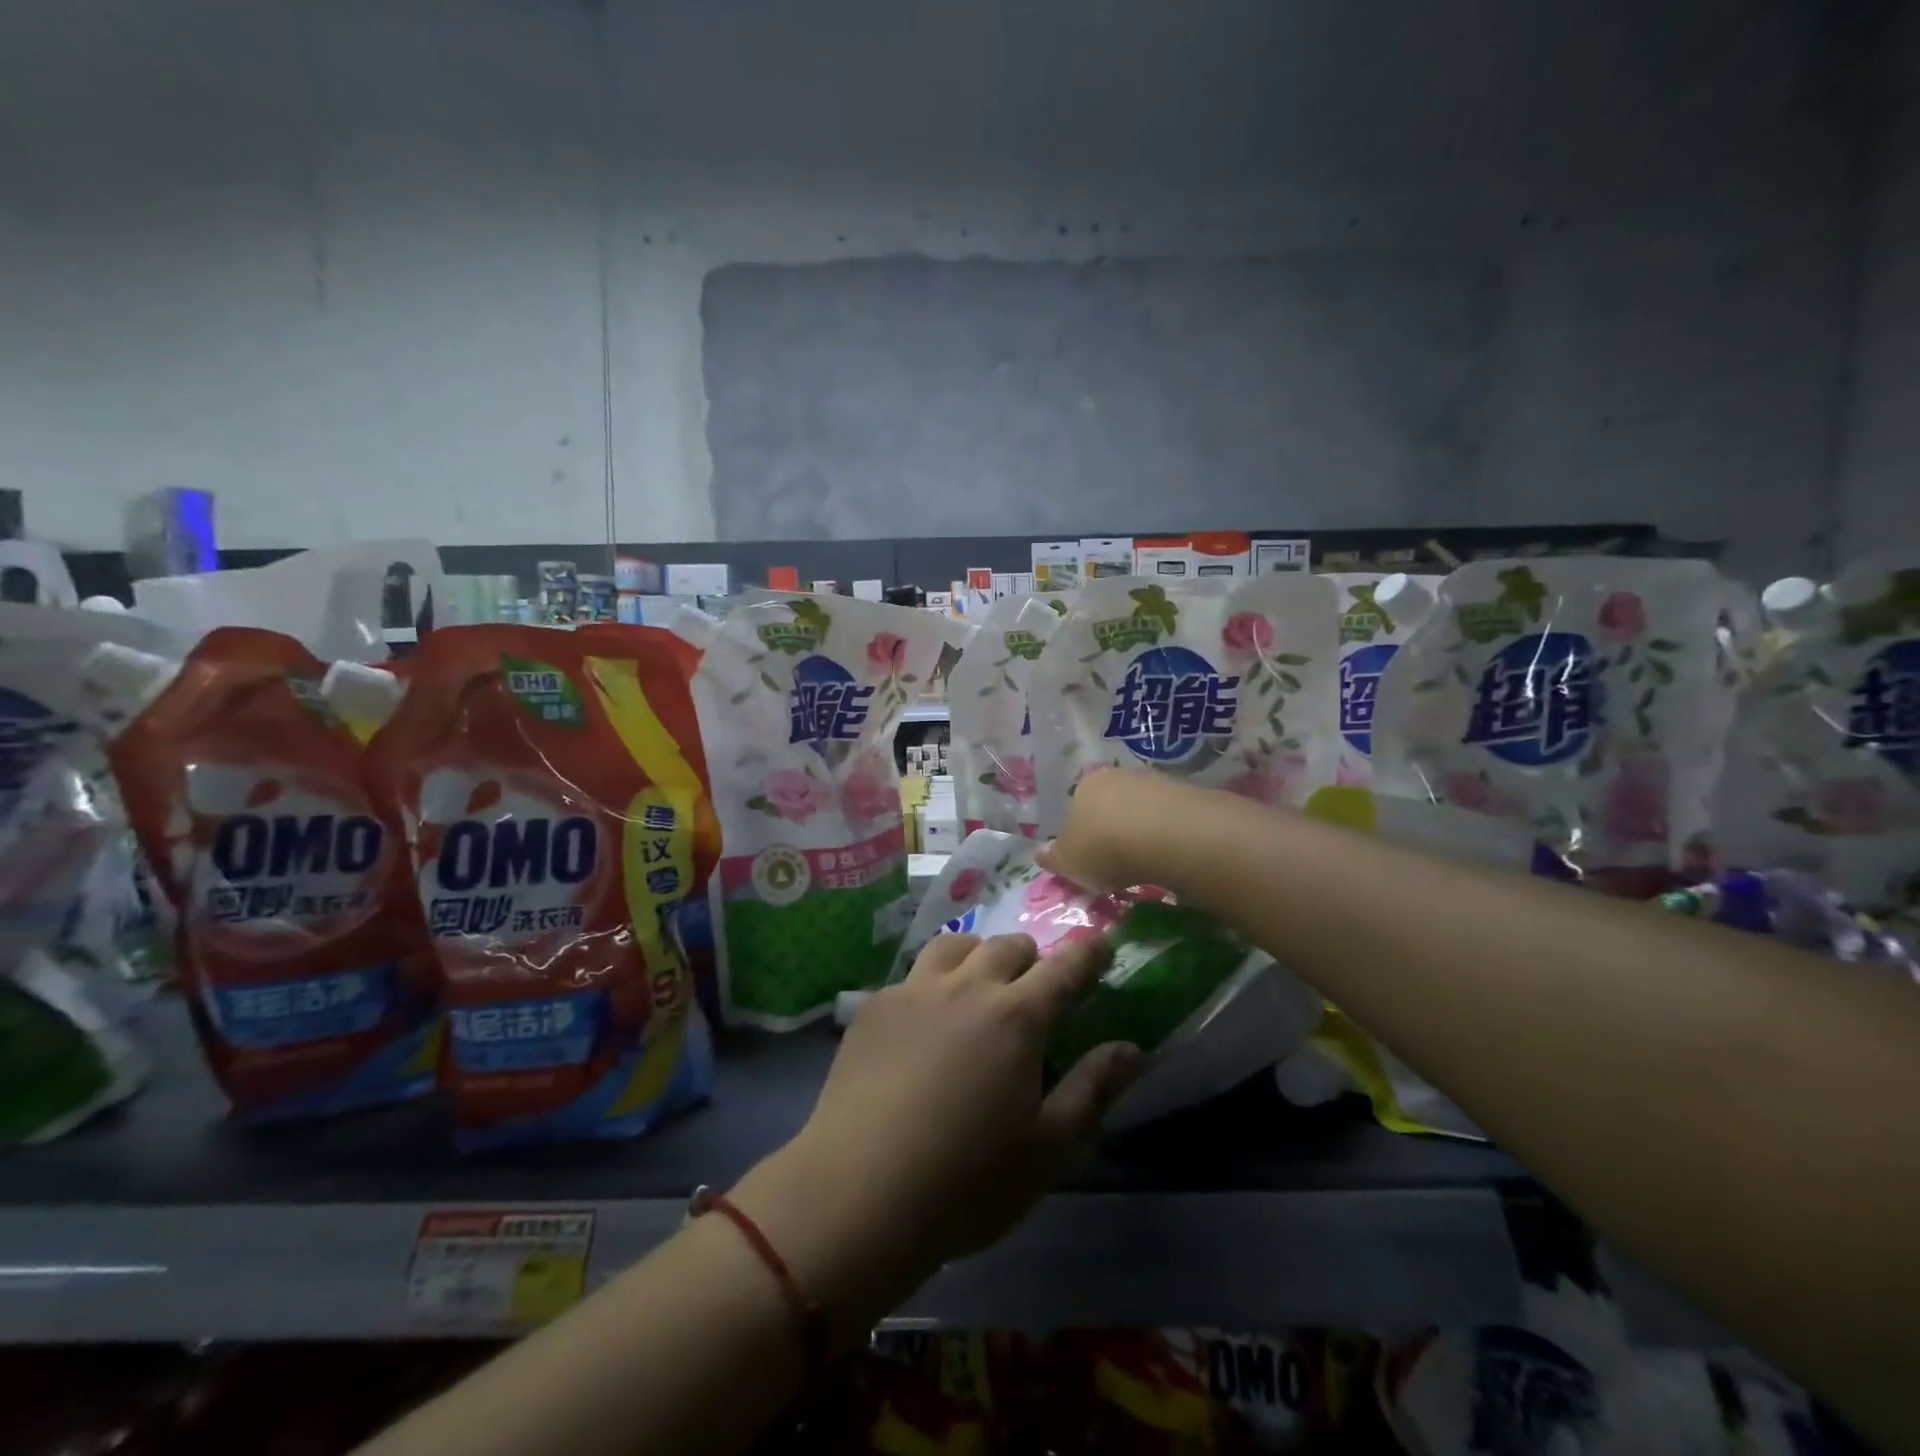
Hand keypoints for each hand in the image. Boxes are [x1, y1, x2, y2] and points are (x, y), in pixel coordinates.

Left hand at [731, 934, 1141, 1341]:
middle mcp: (966, 987)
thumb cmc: (967, 1182)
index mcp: (1016, 1017)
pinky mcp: (874, 1007)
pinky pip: (913, 975)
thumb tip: (1133, 1047)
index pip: (1064, 967)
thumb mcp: (1048, 1149)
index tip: (1101, 945)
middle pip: (1007, 946)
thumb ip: (1093, 1089)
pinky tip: (925, 1021)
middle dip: (1032, 957)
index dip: (1088, 953)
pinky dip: (932, 984)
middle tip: (1035, 987)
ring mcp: (914, 991)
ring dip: (978, 956)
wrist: (858, 1194)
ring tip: (979, 986)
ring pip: (956, 945)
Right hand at [1036, 766, 1184, 892]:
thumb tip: (1041, 853)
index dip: (1081, 836)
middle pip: (1109, 805)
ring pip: (1140, 808)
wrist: (1162, 835)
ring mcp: (1151, 780)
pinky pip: (1167, 815)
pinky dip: (1165, 832)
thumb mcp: (1068, 862)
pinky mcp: (1183, 791)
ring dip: (1141, 830)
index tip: (1090, 860)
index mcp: (1082, 787)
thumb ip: (1053, 858)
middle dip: (1112, 829)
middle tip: (1117, 862)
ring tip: (1146, 861)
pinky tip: (1168, 853)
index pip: (1076, 809)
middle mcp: (1115, 776)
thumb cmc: (1102, 848)